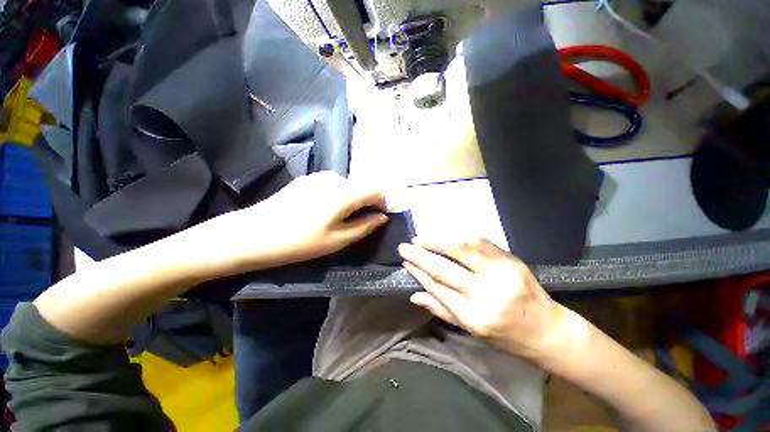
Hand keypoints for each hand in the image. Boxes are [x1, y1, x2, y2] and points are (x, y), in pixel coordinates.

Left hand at [203, 171, 387, 272]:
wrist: (254, 234)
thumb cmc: (300, 242)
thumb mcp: (338, 240)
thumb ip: (365, 226)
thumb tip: (382, 217)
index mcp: (345, 192)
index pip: (377, 189)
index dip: (381, 203)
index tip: (377, 218)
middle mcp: (335, 178)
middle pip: (361, 187)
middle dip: (364, 204)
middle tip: (354, 224)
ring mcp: (318, 176)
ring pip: (347, 187)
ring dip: (349, 201)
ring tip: (335, 220)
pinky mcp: (307, 179)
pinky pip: (332, 186)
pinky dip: (335, 197)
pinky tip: (320, 212)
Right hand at [398, 238, 567, 359]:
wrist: (547, 329)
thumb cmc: (506, 336)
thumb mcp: (472, 331)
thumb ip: (442, 310)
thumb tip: (414, 296)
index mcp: (474, 317)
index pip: (437, 287)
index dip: (418, 272)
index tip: (405, 262)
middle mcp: (486, 294)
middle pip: (444, 268)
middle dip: (420, 255)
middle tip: (404, 246)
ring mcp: (500, 274)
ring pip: (461, 249)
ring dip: (436, 241)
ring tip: (421, 238)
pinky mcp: (511, 260)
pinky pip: (481, 242)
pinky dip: (459, 236)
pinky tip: (445, 235)